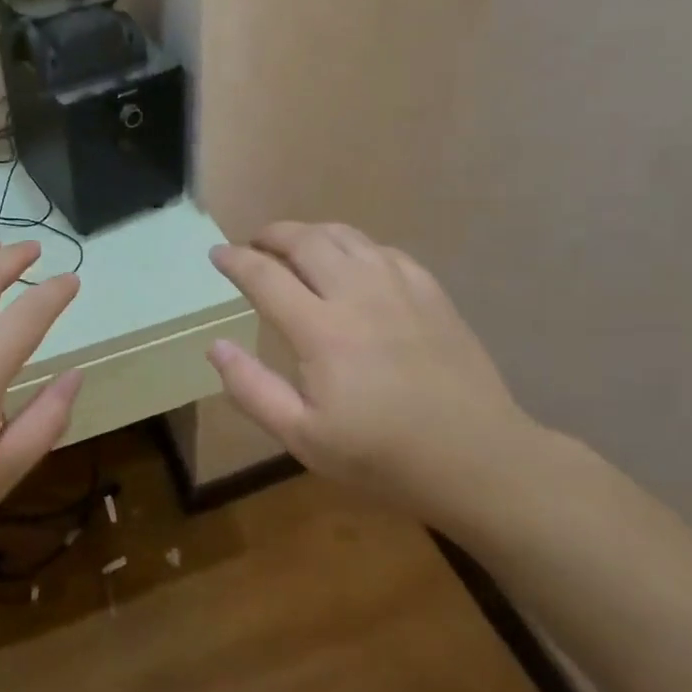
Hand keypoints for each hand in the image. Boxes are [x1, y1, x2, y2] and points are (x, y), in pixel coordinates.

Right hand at [207, 222, 541, 522]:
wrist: (476, 458)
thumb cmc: (382, 456)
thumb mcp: (304, 438)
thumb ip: (253, 389)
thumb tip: (217, 346)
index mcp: (322, 330)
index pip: (265, 276)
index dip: (235, 260)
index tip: (216, 254)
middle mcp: (358, 294)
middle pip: (305, 241)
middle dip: (271, 235)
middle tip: (254, 244)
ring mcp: (399, 287)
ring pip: (346, 236)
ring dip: (311, 233)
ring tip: (296, 246)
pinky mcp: (430, 292)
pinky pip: (383, 250)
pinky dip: (354, 246)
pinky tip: (352, 264)